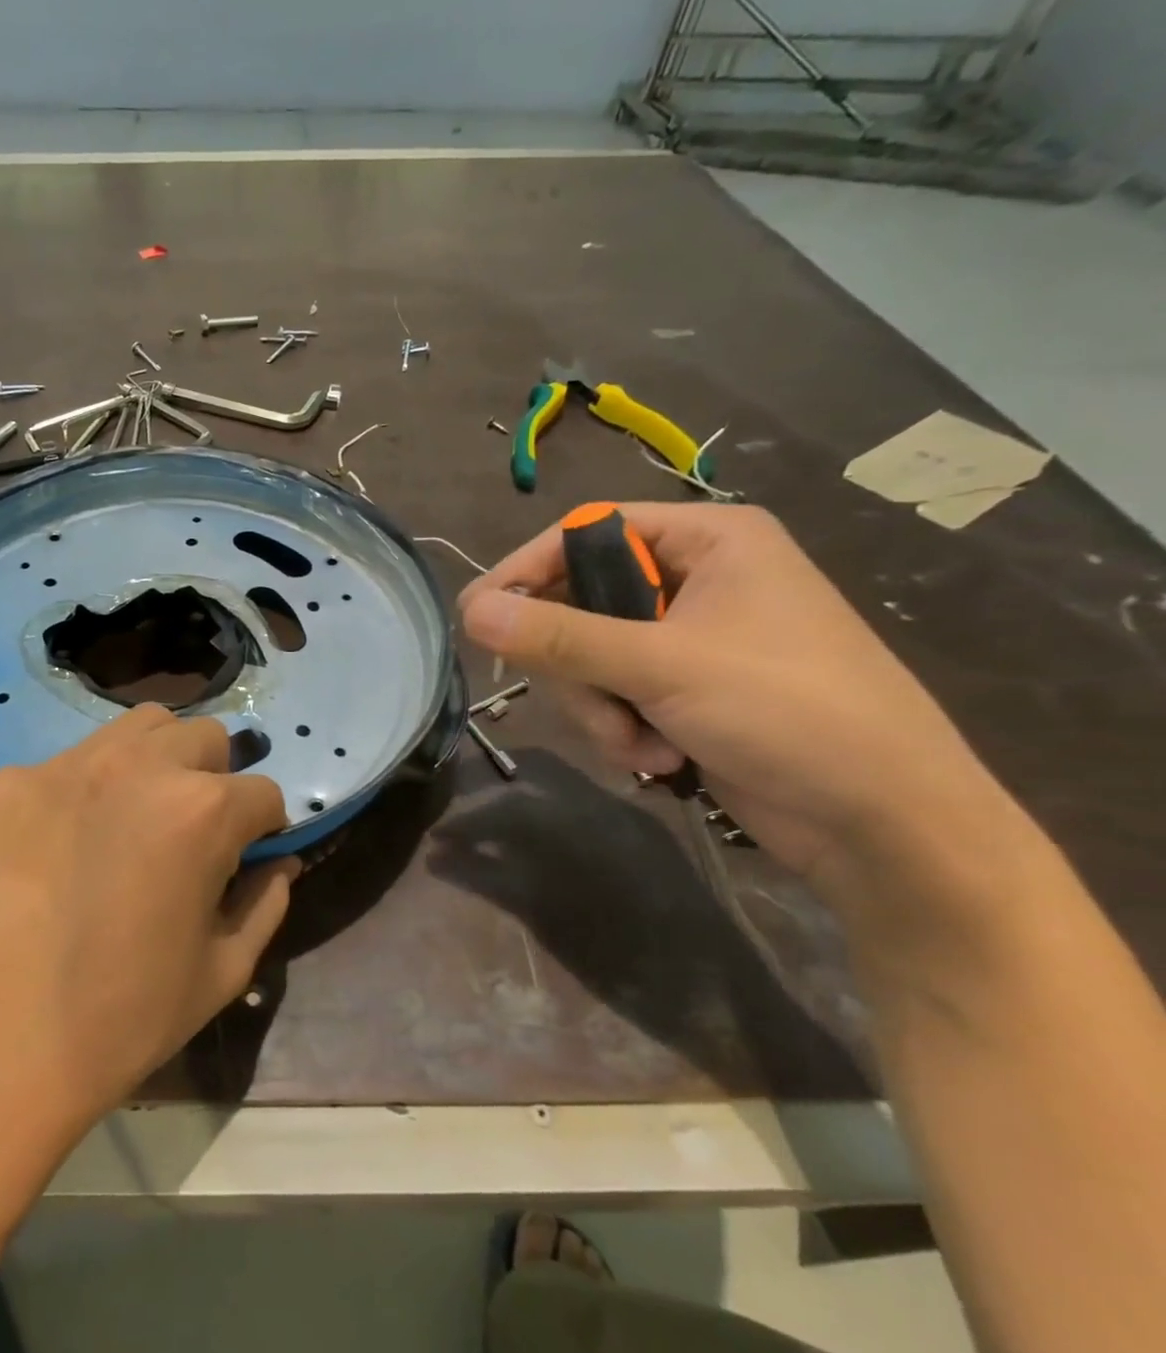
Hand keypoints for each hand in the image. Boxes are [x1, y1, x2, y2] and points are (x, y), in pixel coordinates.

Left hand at [0, 705, 294, 1148]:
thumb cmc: (124, 1021)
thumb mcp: (223, 972)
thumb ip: (266, 902)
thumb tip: (280, 862)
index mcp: (202, 811)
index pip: (263, 793)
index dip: (263, 830)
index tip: (245, 858)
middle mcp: (139, 765)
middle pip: (205, 738)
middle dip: (215, 779)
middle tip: (189, 834)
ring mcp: (67, 765)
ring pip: (140, 728)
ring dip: (158, 761)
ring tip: (134, 817)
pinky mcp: (11, 780)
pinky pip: (70, 762)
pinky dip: (87, 788)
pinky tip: (65, 842)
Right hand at [458, 504, 1006, 879]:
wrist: (883, 821)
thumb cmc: (788, 711)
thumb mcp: (662, 665)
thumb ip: (559, 636)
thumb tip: (469, 611)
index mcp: (708, 539)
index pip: (587, 531)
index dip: (527, 570)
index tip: (477, 614)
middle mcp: (696, 579)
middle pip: (581, 601)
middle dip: (579, 666)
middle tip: (593, 701)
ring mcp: (690, 639)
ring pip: (590, 657)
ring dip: (599, 708)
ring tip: (639, 744)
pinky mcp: (686, 690)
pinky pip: (615, 693)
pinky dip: (622, 728)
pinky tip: (658, 757)